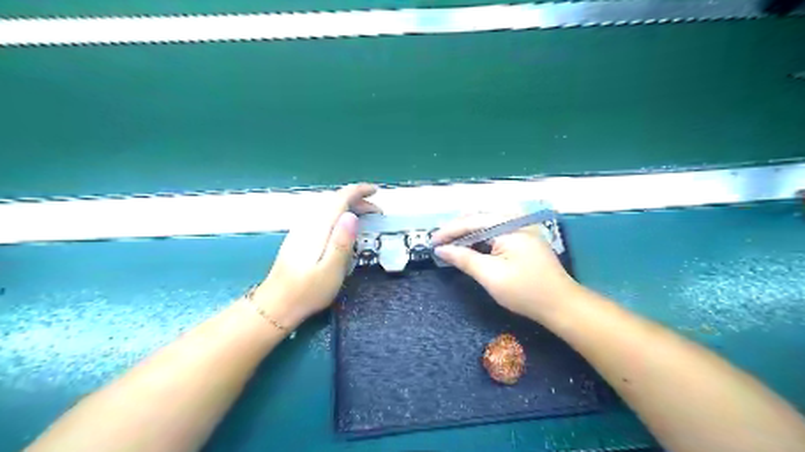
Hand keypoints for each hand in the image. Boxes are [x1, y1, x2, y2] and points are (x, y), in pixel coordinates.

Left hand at [250, 183, 381, 327]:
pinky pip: (323, 216)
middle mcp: (309, 223)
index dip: (359, 191)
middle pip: (335, 201)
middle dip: (358, 201)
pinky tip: (344, 228)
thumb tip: (352, 215)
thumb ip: (342, 242)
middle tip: (377, 213)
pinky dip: (339, 215)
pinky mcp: (299, 237)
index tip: (376, 192)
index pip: (340, 198)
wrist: (277, 304)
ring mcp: (302, 229)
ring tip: (365, 218)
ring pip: (328, 207)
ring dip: (349, 207)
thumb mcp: (331, 270)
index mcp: (319, 228)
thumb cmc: (308, 291)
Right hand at [435, 213, 579, 318]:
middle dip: (457, 230)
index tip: (431, 242)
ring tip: (451, 244)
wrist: (561, 305)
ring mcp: (522, 229)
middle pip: (479, 219)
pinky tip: (472, 247)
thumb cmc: (525, 291)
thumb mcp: (490, 276)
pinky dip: (481, 239)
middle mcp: (516, 221)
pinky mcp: (524, 239)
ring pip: (487, 225)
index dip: (449, 231)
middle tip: (439, 243)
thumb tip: (442, 249)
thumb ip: (464, 258)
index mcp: (509, 226)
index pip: (471, 222)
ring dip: (468, 234)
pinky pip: (497, 233)